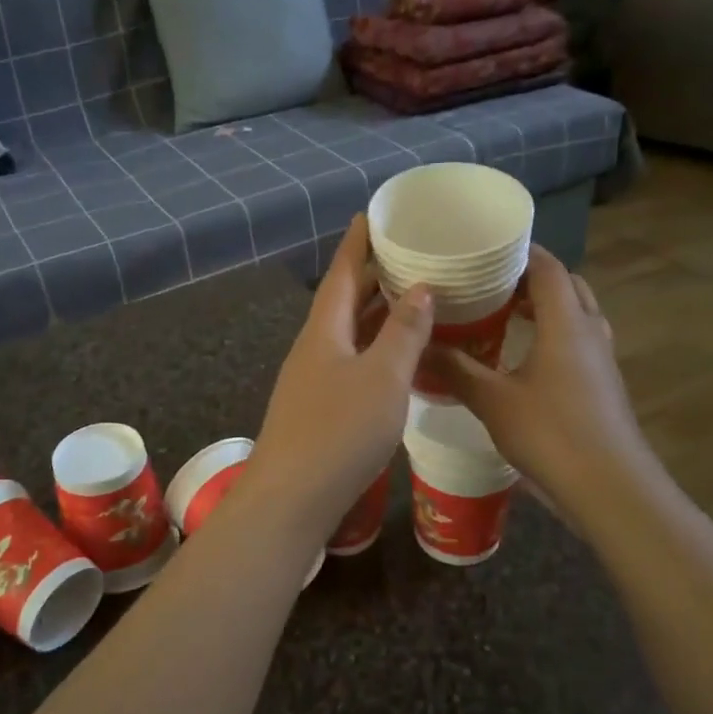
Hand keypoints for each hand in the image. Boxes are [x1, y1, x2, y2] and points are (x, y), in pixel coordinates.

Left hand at [247, 216, 432, 535]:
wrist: (291, 499)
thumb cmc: (338, 432)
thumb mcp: (382, 377)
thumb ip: (403, 332)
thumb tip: (420, 287)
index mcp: (324, 330)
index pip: (341, 272)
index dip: (357, 243)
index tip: (372, 214)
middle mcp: (313, 348)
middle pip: (343, 301)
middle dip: (371, 276)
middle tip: (407, 255)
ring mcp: (312, 380)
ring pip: (348, 334)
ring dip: (376, 314)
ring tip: (410, 298)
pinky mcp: (318, 409)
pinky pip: (351, 362)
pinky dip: (375, 349)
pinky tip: (396, 358)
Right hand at [423, 245, 646, 518]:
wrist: (610, 487)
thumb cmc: (551, 433)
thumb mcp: (493, 401)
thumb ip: (456, 369)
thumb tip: (420, 345)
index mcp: (565, 322)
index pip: (547, 266)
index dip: (520, 251)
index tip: (485, 248)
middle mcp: (589, 330)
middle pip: (566, 285)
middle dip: (531, 277)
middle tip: (490, 282)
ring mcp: (601, 359)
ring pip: (576, 314)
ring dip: (545, 306)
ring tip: (503, 314)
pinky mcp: (602, 384)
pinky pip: (578, 341)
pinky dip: (553, 334)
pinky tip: (524, 357)